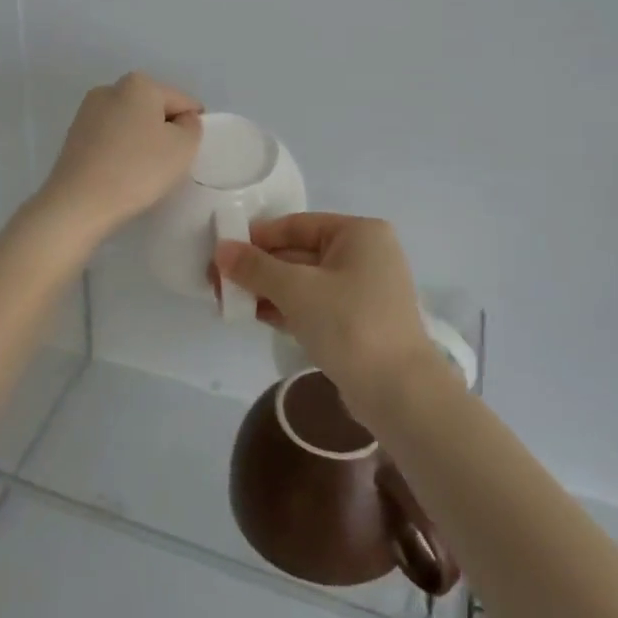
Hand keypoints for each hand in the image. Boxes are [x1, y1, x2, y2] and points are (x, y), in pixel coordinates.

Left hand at [33, 73, 202, 247]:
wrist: (79, 203)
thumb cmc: (138, 169)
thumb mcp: (184, 147)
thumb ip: (192, 126)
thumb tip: (181, 120)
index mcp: (140, 84)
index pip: (183, 102)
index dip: (191, 128)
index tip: (183, 155)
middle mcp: (110, 88)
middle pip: (154, 109)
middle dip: (164, 132)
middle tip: (164, 165)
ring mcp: (87, 111)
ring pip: (131, 124)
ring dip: (141, 142)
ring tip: (140, 173)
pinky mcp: (73, 135)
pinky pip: (111, 138)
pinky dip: (121, 152)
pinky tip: (119, 174)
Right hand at [214, 214, 441, 417]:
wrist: (399, 393)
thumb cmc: (349, 324)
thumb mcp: (296, 289)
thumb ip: (255, 267)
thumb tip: (221, 249)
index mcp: (359, 233)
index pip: (296, 225)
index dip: (256, 237)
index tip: (221, 253)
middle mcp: (365, 254)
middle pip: (299, 253)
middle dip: (259, 268)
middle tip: (218, 282)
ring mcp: (364, 290)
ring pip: (305, 282)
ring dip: (268, 290)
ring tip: (228, 301)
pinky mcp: (358, 322)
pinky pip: (315, 305)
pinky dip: (287, 308)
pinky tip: (255, 316)